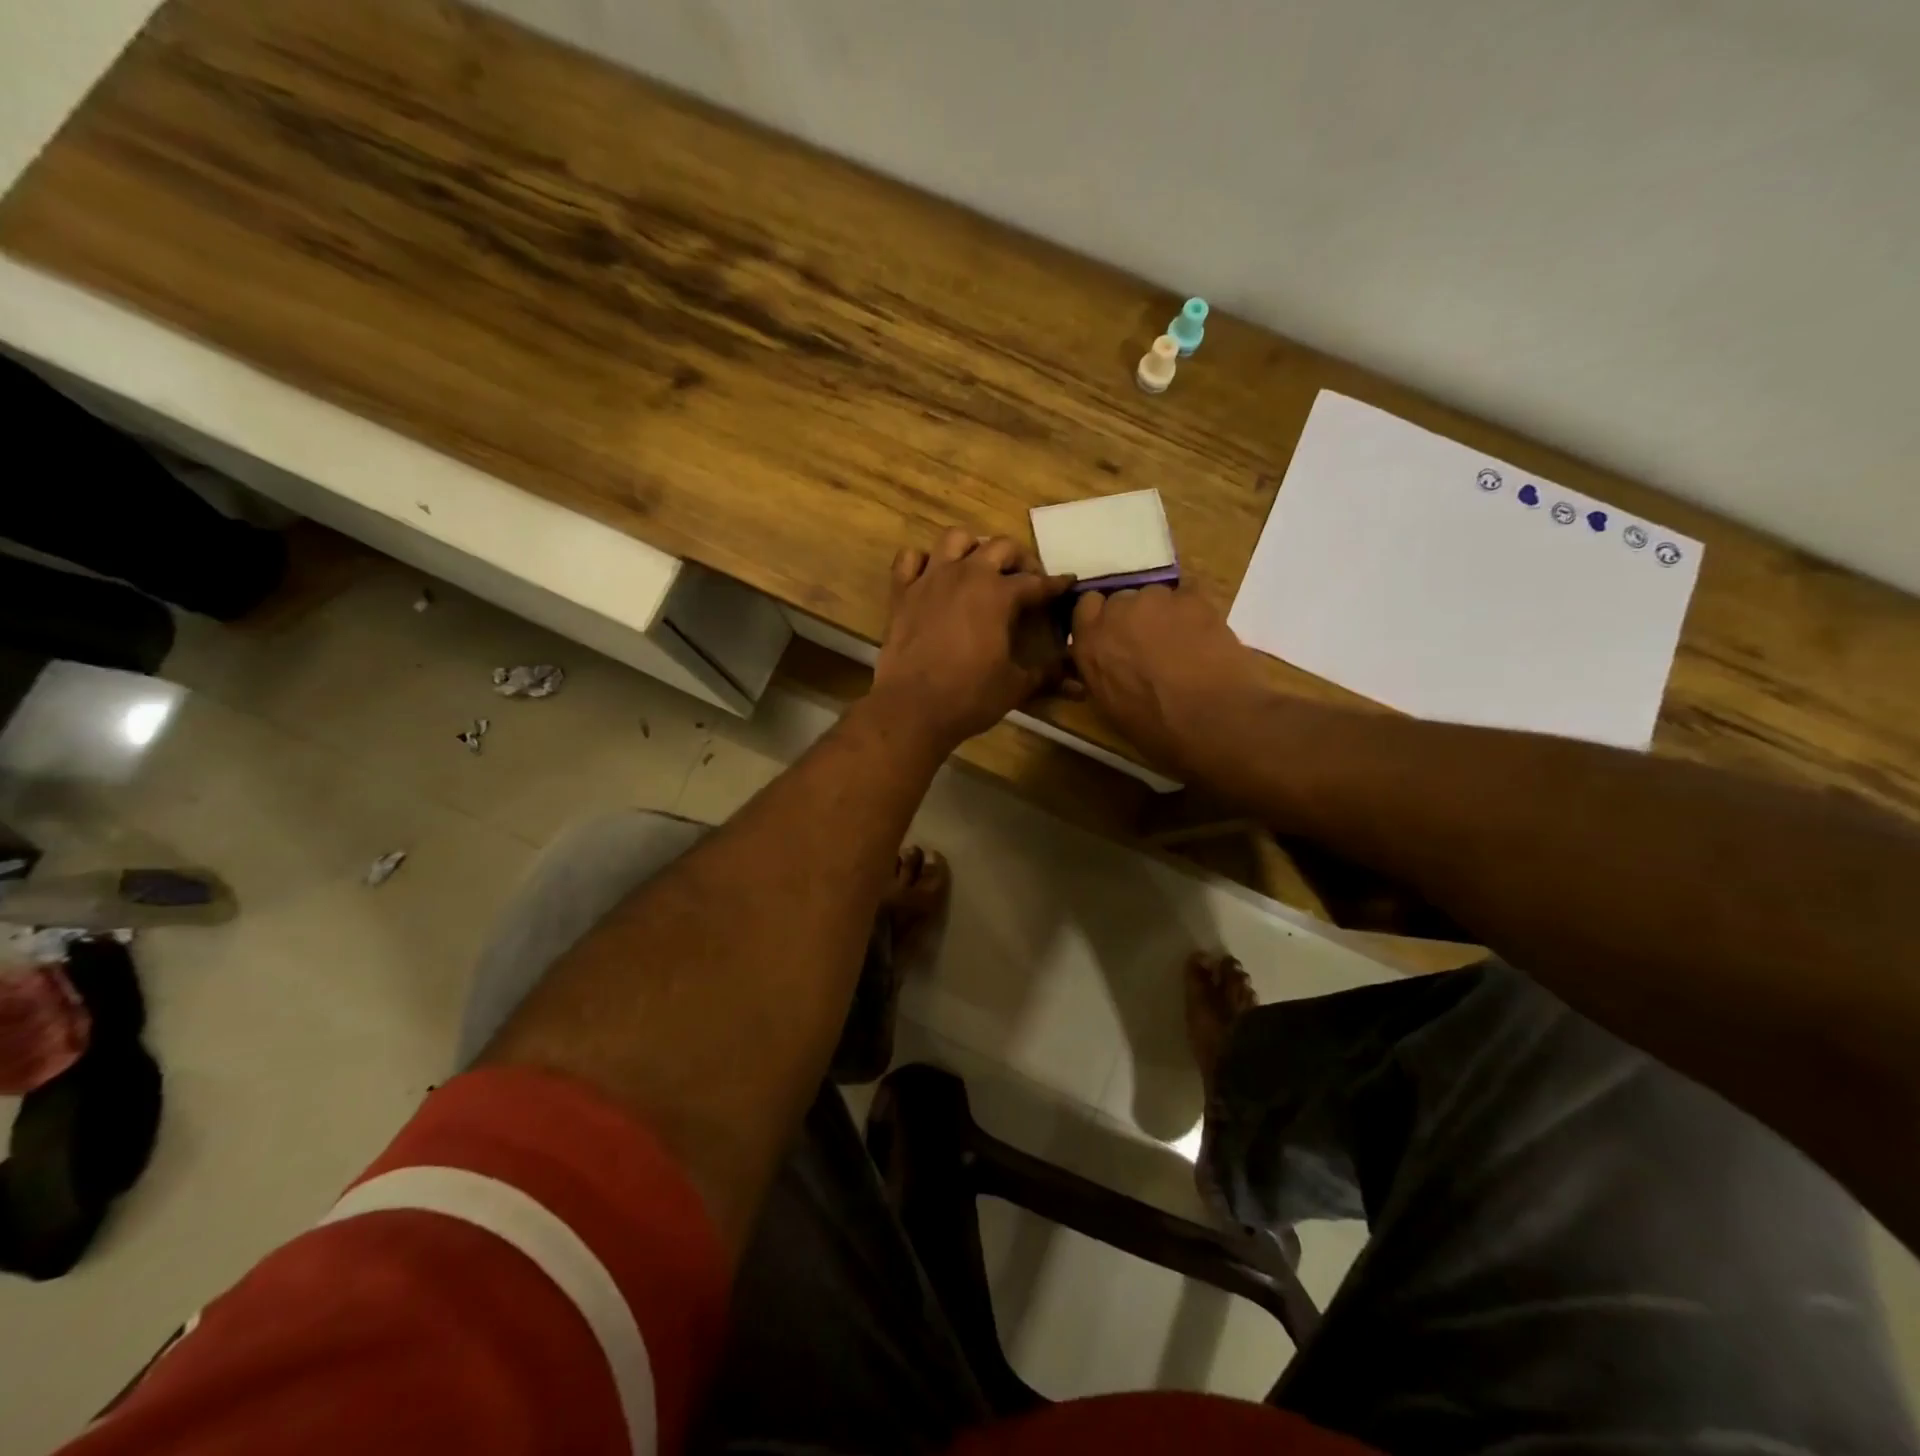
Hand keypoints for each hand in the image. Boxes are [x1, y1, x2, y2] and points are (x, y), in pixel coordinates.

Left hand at [872, 528, 1074, 752]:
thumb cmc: (969, 696)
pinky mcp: (901, 592)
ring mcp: (930, 579)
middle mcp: (966, 574)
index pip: (1037, 582)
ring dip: (972, 547)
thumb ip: (1046, 675)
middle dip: (1019, 558)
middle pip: (1000, 547)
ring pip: (955, 538)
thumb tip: (1077, 680)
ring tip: (979, 567)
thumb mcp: (1016, 686)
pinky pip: (910, 558)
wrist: (911, 708)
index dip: (1057, 584)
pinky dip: (923, 561)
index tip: (1068, 583)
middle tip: (1026, 578)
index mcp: (999, 594)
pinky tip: (932, 575)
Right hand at [1070, 585, 1267, 774]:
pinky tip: (1207, 635)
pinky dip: (1195, 610)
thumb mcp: (1110, 707)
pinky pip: (1190, 594)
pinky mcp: (1192, 597)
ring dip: (1165, 612)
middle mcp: (1116, 614)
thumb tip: (1109, 665)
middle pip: (1122, 599)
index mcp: (1089, 644)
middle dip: (1134, 616)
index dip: (1103, 618)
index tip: (1117, 635)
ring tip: (1186, 641)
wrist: (1212, 721)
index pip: (1086, 607)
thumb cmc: (1157, 729)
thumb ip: (1102, 673)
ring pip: (1156, 595)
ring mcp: (1155, 600)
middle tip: (1153, 642)